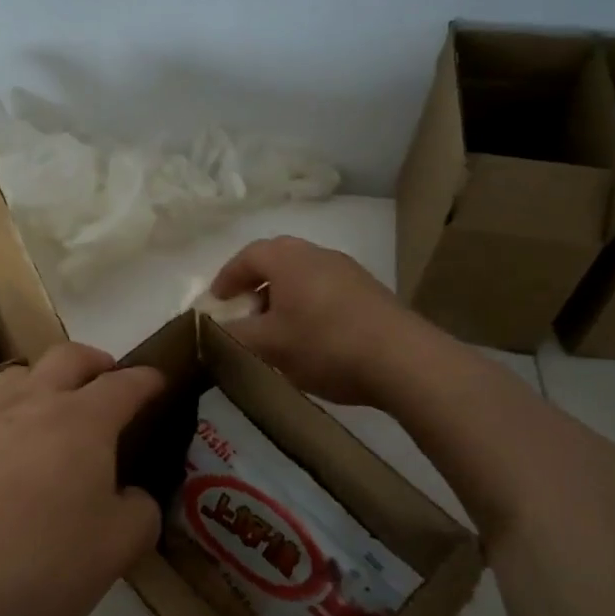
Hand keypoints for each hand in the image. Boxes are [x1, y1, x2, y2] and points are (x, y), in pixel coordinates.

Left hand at [0, 344, 165, 615]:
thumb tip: (133, 496)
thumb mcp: (115, 552)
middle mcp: (32, 404)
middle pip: (67, 356)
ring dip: (44, 381)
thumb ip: (139, 515)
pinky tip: (2, 456)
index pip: (123, 385)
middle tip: (106, 380)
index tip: (157, 381)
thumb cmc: (39, 564)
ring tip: (51, 411)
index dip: (146, 380)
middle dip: (94, 361)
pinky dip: (5, 418)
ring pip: (19, 375)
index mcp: (82, 422)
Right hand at [211, 236, 404, 405]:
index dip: (226, 278)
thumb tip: (210, 330)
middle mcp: (318, 254)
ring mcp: (348, 271)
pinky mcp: (370, 292)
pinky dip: (308, 306)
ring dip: (283, 297)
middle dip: (255, 286)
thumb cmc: (325, 345)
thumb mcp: (268, 345)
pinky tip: (312, 338)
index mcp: (288, 258)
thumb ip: (231, 336)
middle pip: (276, 262)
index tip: (216, 302)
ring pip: (303, 277)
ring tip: (276, 330)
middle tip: (243, 313)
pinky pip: (326, 291)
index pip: (246, 256)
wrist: (404, 361)